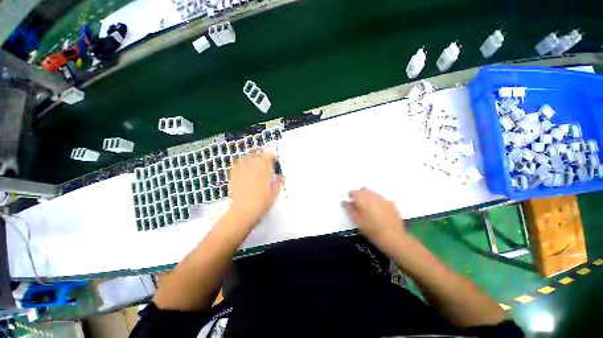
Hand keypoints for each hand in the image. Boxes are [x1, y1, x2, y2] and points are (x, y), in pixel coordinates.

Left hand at [228, 151, 283, 222]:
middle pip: (257, 155)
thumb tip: (282, 176)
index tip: (274, 160)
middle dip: (262, 155)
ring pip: (247, 157)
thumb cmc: (261, 203)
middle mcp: (253, 168)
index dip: (271, 156)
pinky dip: (241, 162)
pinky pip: (237, 164)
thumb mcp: (274, 194)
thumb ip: (278, 183)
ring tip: (254, 161)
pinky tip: (243, 166)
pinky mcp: (234, 175)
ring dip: (252, 157)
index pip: (268, 157)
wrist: (243, 211)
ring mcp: (242, 171)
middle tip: (265, 160)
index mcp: (264, 171)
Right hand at [343, 188, 407, 249]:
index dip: (351, 196)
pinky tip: (379, 211)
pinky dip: (377, 201)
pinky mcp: (391, 203)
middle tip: (359, 205)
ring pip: (373, 193)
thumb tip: (345, 201)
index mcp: (363, 199)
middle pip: (363, 190)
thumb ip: (350, 209)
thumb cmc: (372, 230)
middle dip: (360, 195)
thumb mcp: (357, 221)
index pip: (353, 192)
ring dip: (368, 197)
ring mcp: (383, 198)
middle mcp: (372, 196)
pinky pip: (381, 198)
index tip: (351, 203)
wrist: (393, 237)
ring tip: (369, 209)